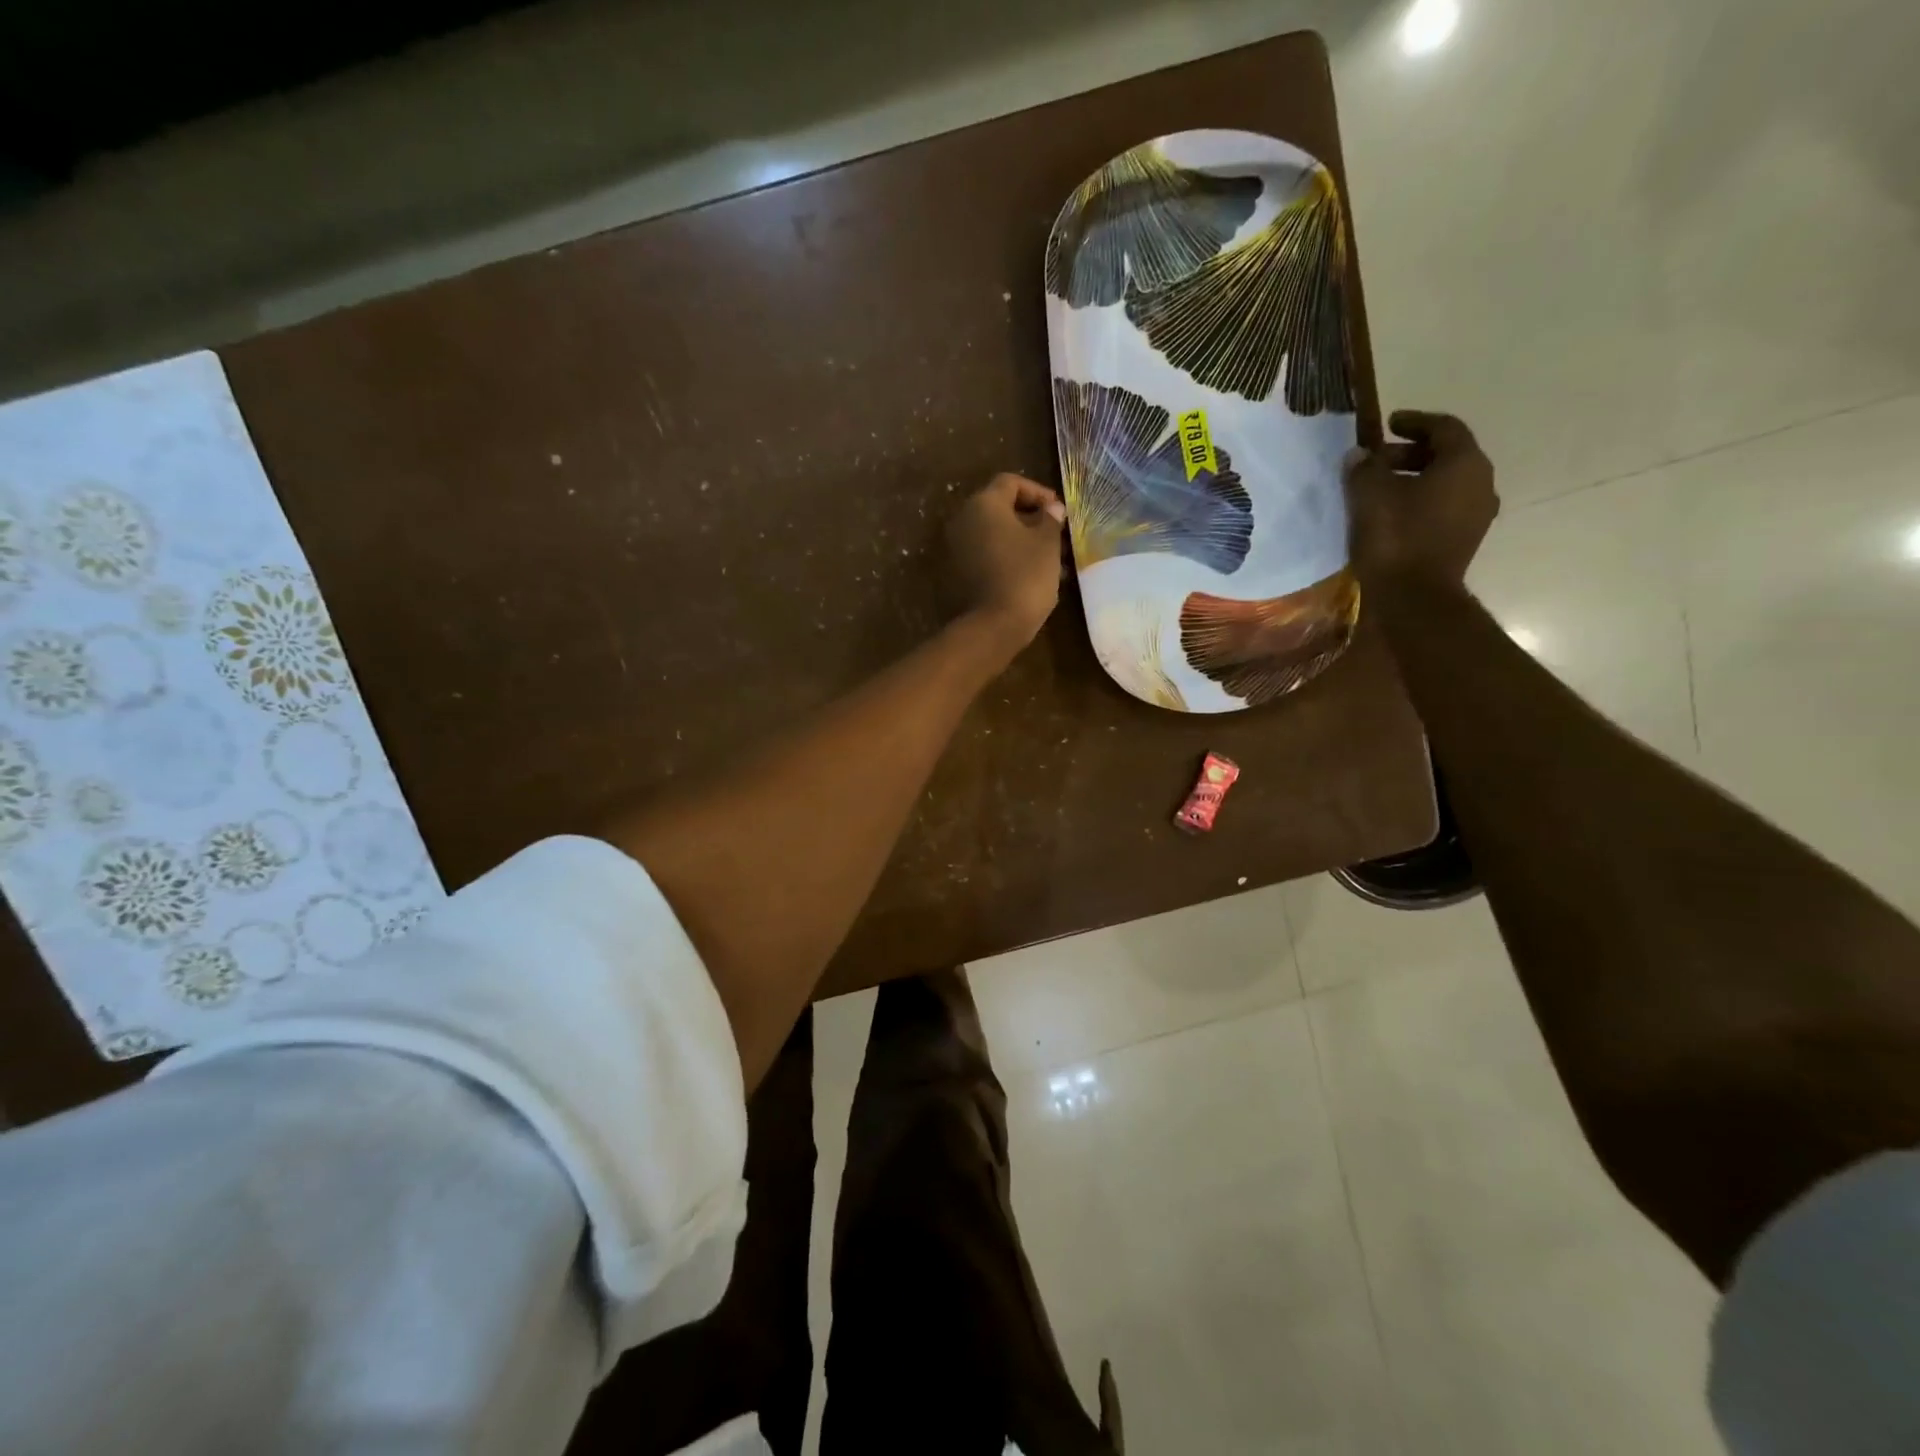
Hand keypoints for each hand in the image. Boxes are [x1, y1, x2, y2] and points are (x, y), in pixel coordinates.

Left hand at [944, 472, 1066, 646]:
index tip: (1058, 510)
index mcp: (984, 504)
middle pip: (999, 508)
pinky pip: (985, 554)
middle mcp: (964, 520)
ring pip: (994, 534)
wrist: (994, 624)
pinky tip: (1030, 574)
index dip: (1037, 491)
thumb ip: (1050, 519)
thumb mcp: (1047, 543)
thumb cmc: (1025, 575)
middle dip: (1030, 518)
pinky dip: (1006, 557)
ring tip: (1049, 558)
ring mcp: (957, 547)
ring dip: (1020, 540)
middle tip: (1056, 534)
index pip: (1010, 482)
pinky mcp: (957, 572)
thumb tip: (1051, 508)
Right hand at [1344, 411, 1498, 588]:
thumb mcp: (1370, 496)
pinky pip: (1443, 508)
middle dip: (1410, 453)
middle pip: (1447, 455)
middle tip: (1376, 460)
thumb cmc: (1395, 538)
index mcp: (1464, 463)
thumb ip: (1364, 468)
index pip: (1444, 427)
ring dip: (1414, 479)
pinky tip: (1392, 514)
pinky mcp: (1464, 540)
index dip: (1414, 422)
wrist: (1415, 598)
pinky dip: (1420, 502)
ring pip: (1446, 483)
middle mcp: (1480, 482)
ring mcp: (1476, 514)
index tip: (1387, 424)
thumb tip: (1360, 455)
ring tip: (1380, 488)